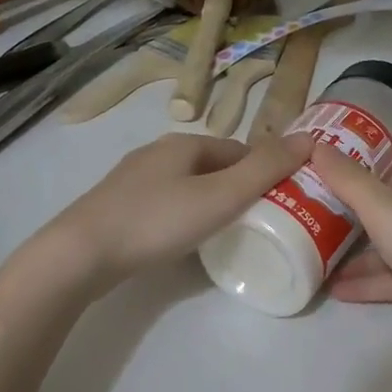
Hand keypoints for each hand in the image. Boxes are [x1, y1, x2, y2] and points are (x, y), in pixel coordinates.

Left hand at [38, 131, 312, 292]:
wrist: (81, 252)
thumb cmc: (157, 220)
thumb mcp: (220, 195)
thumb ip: (265, 169)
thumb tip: (310, 138)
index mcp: (184, 144)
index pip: (239, 149)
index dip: (264, 171)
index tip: (282, 200)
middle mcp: (158, 153)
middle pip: (213, 165)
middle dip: (239, 187)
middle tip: (260, 221)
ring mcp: (134, 179)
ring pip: (188, 184)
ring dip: (212, 201)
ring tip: (228, 233)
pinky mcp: (118, 205)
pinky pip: (166, 203)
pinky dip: (185, 214)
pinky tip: (185, 238)